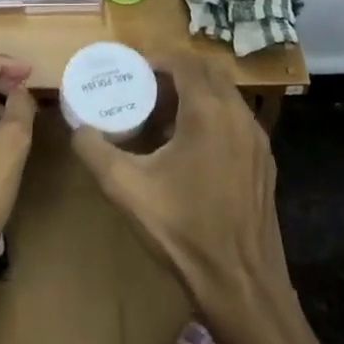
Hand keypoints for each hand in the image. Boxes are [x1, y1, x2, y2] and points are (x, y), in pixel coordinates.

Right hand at [71, 58, 291, 335]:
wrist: (243, 285)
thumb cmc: (184, 231)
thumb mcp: (126, 189)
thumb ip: (95, 151)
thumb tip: (78, 129)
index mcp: (208, 111)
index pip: (184, 61)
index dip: (157, 58)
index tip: (132, 69)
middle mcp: (238, 114)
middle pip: (207, 72)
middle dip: (175, 73)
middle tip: (144, 89)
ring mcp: (257, 138)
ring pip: (224, 95)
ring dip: (195, 94)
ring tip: (162, 118)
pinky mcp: (264, 161)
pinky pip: (235, 120)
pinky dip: (212, 116)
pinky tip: (189, 150)